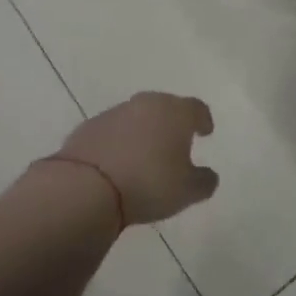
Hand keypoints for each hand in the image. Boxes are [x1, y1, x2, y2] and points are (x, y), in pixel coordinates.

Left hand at [57, 92, 218, 225]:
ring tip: (145, 154)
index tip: (205, 131)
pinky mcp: (89, 126)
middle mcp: (147, 104)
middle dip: (172, 122)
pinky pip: (112, 130)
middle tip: (175, 141)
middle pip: (166, 107)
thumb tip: (208, 175)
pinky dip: (119, 141)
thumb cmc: (149, 183)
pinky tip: (118, 162)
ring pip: (137, 117)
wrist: (87, 186)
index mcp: (176, 112)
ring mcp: (115, 112)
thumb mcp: (187, 191)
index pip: (196, 108)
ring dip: (144, 131)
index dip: (203, 120)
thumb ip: (204, 181)